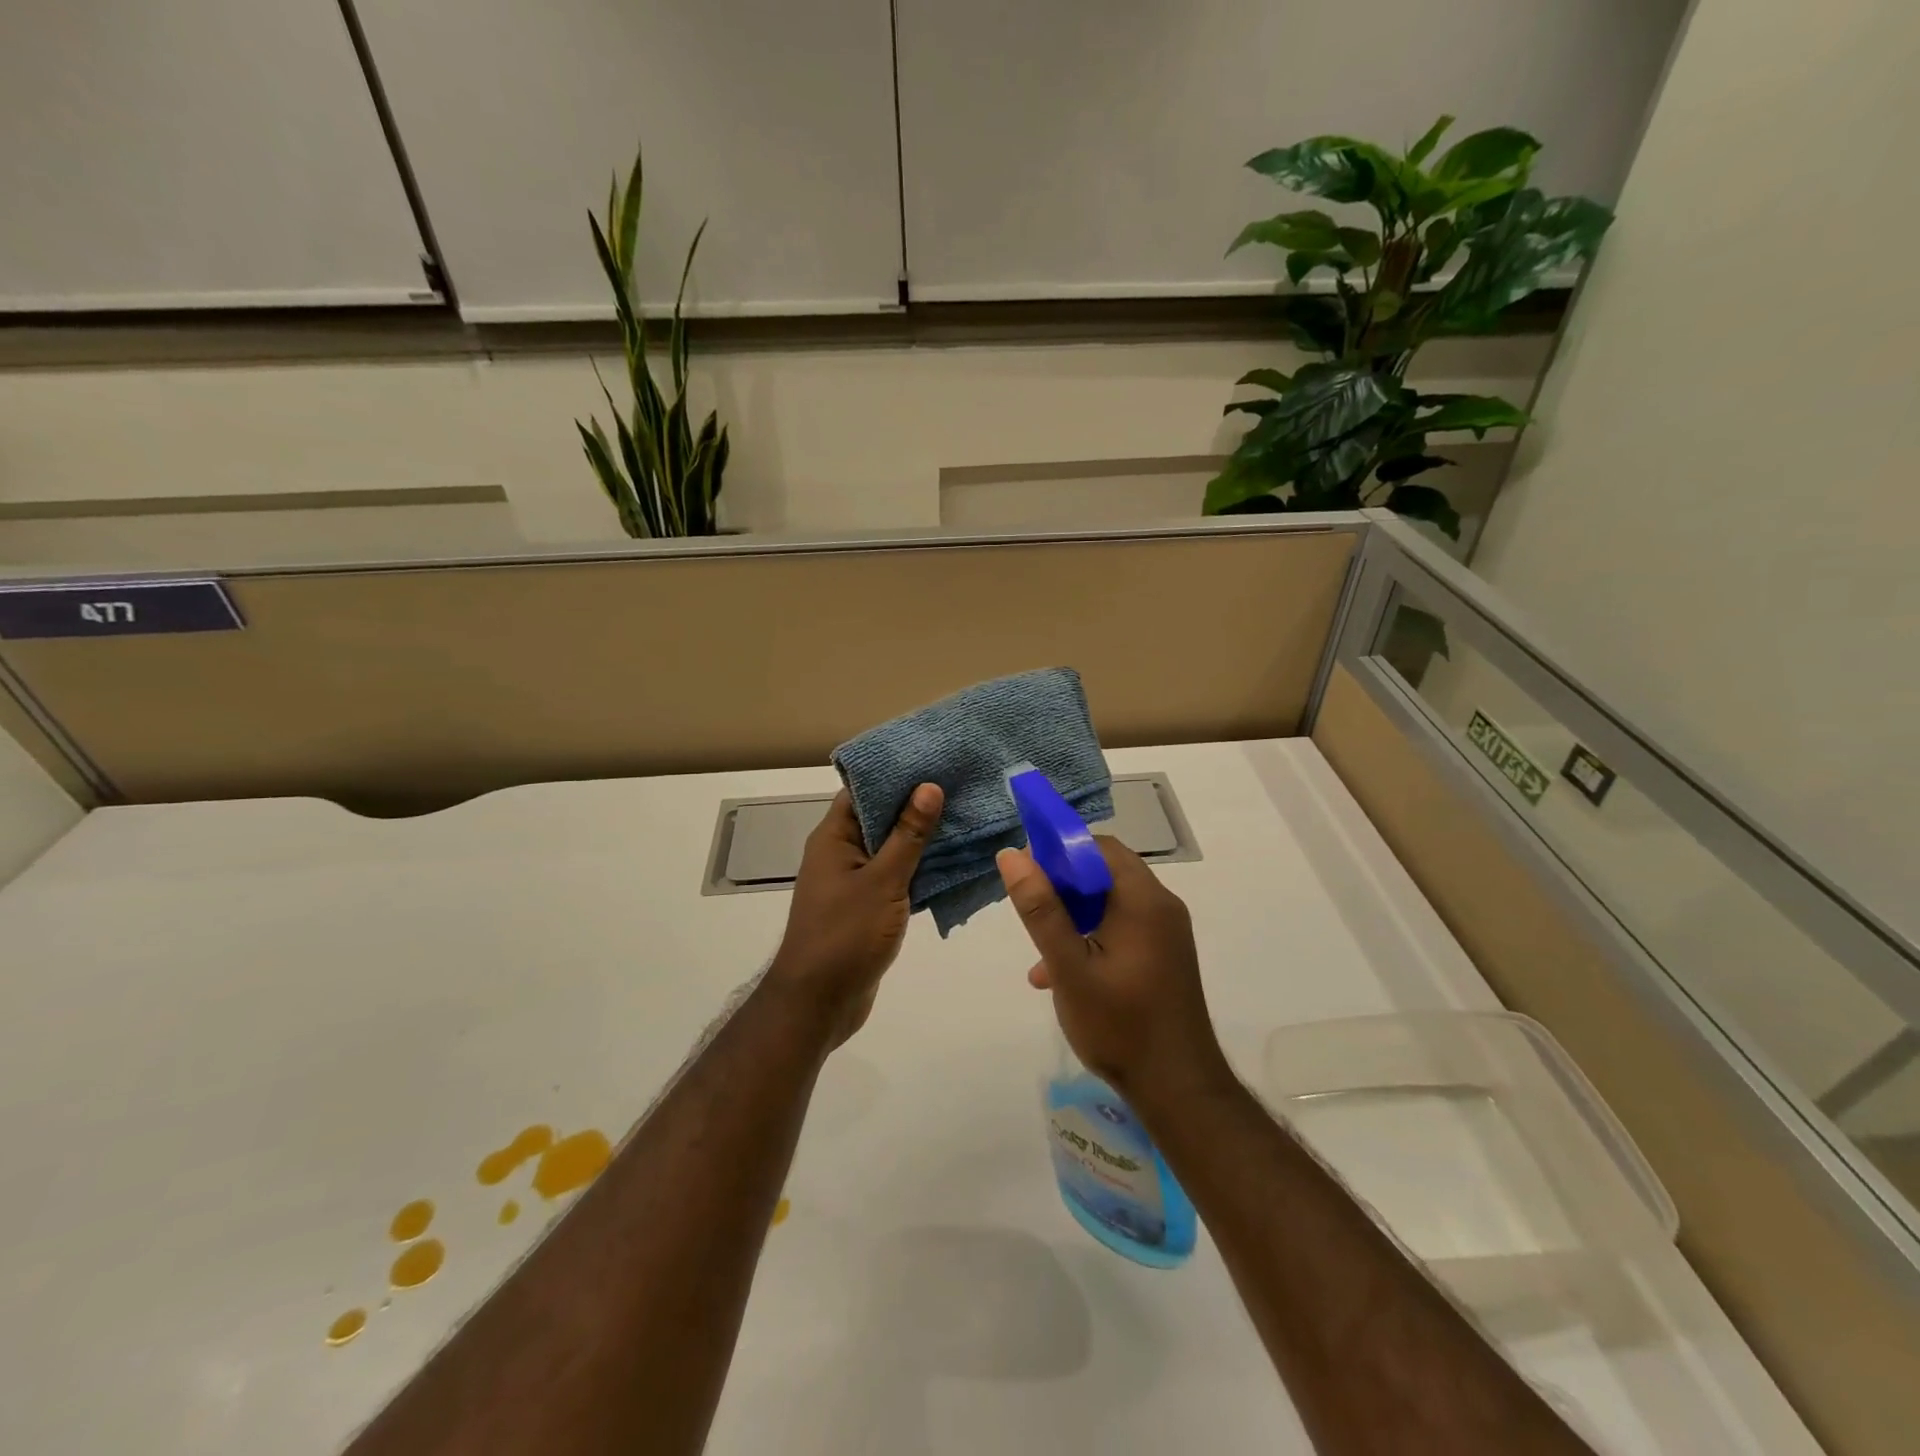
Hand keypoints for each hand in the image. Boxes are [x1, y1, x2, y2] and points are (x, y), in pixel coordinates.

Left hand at [768, 785, 942, 1046]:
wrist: (819, 1003)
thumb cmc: (845, 935)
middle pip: (879, 818)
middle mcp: (840, 854)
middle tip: (960, 785)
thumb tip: (928, 787)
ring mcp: (852, 882)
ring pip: (890, 849)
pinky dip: (918, 869)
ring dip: (921, 838)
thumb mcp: (882, 881)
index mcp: (833, 838)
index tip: (934, 760)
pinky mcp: (865, 907)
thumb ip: (907, 835)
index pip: (863, 791)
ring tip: (964, 816)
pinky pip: (894, 877)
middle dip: (916, 805)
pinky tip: (953, 862)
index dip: (896, 774)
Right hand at [997, 837, 1232, 1108]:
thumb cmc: (1120, 1025)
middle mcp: (1161, 906)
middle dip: (1063, 887)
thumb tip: (1012, 855)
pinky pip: (1122, 927)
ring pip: (1110, 902)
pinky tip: (1062, 976)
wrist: (1178, 1089)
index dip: (1059, 851)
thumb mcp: (1069, 968)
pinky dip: (1091, 937)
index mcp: (1143, 900)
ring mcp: (1166, 932)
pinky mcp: (1164, 955)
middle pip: (1105, 872)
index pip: (1098, 847)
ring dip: (1073, 916)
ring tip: (1040, 953)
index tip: (1027, 876)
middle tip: (1031, 914)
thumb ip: (1040, 910)